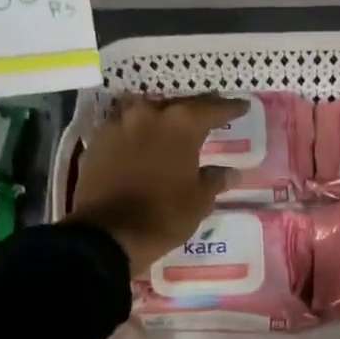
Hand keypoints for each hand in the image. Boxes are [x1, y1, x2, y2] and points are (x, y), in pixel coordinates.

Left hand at [67, 93, 246, 275]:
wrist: (109, 233)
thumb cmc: (164, 216)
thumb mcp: (199, 202)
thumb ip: (215, 180)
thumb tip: (232, 172)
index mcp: (181, 125)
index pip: (211, 109)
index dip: (229, 108)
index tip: (242, 106)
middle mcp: (149, 114)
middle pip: (176, 105)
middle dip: (192, 111)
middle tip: (205, 117)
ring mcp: (119, 124)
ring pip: (144, 111)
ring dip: (159, 117)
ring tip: (169, 126)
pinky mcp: (97, 140)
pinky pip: (123, 128)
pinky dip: (136, 133)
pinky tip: (141, 143)